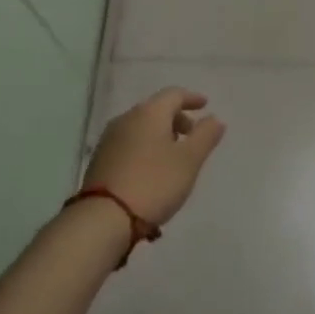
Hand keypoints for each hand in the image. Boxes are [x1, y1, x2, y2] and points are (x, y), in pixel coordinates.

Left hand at [81, 87, 224, 227]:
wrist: (103, 218)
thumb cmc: (154, 183)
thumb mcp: (189, 160)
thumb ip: (205, 136)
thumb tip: (214, 118)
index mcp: (149, 113)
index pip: (173, 94)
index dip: (191, 98)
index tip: (205, 105)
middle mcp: (127, 119)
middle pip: (156, 109)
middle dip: (176, 118)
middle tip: (192, 134)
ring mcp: (109, 139)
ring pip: (141, 127)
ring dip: (160, 134)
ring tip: (173, 154)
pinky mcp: (99, 160)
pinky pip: (129, 143)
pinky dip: (145, 147)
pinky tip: (151, 168)